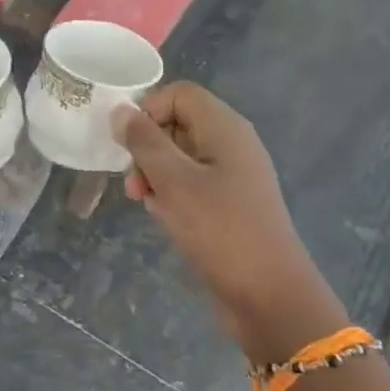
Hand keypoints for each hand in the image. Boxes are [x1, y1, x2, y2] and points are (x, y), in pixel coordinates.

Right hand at [113, 83, 345, 364]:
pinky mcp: (229, 203)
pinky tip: (164, 216)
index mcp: (225, 128)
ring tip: (146, 202)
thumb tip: (120, 111)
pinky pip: (191, 182)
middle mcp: (231, 144)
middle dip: (147, 147)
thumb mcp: (174, 182)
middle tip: (134, 183)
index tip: (129, 147)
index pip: (178, 94)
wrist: (269, 296)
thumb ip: (144, 142)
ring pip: (180, 156)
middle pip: (177, 123)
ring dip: (155, 173)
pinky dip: (172, 193)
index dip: (148, 111)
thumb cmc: (220, 230)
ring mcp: (233, 175)